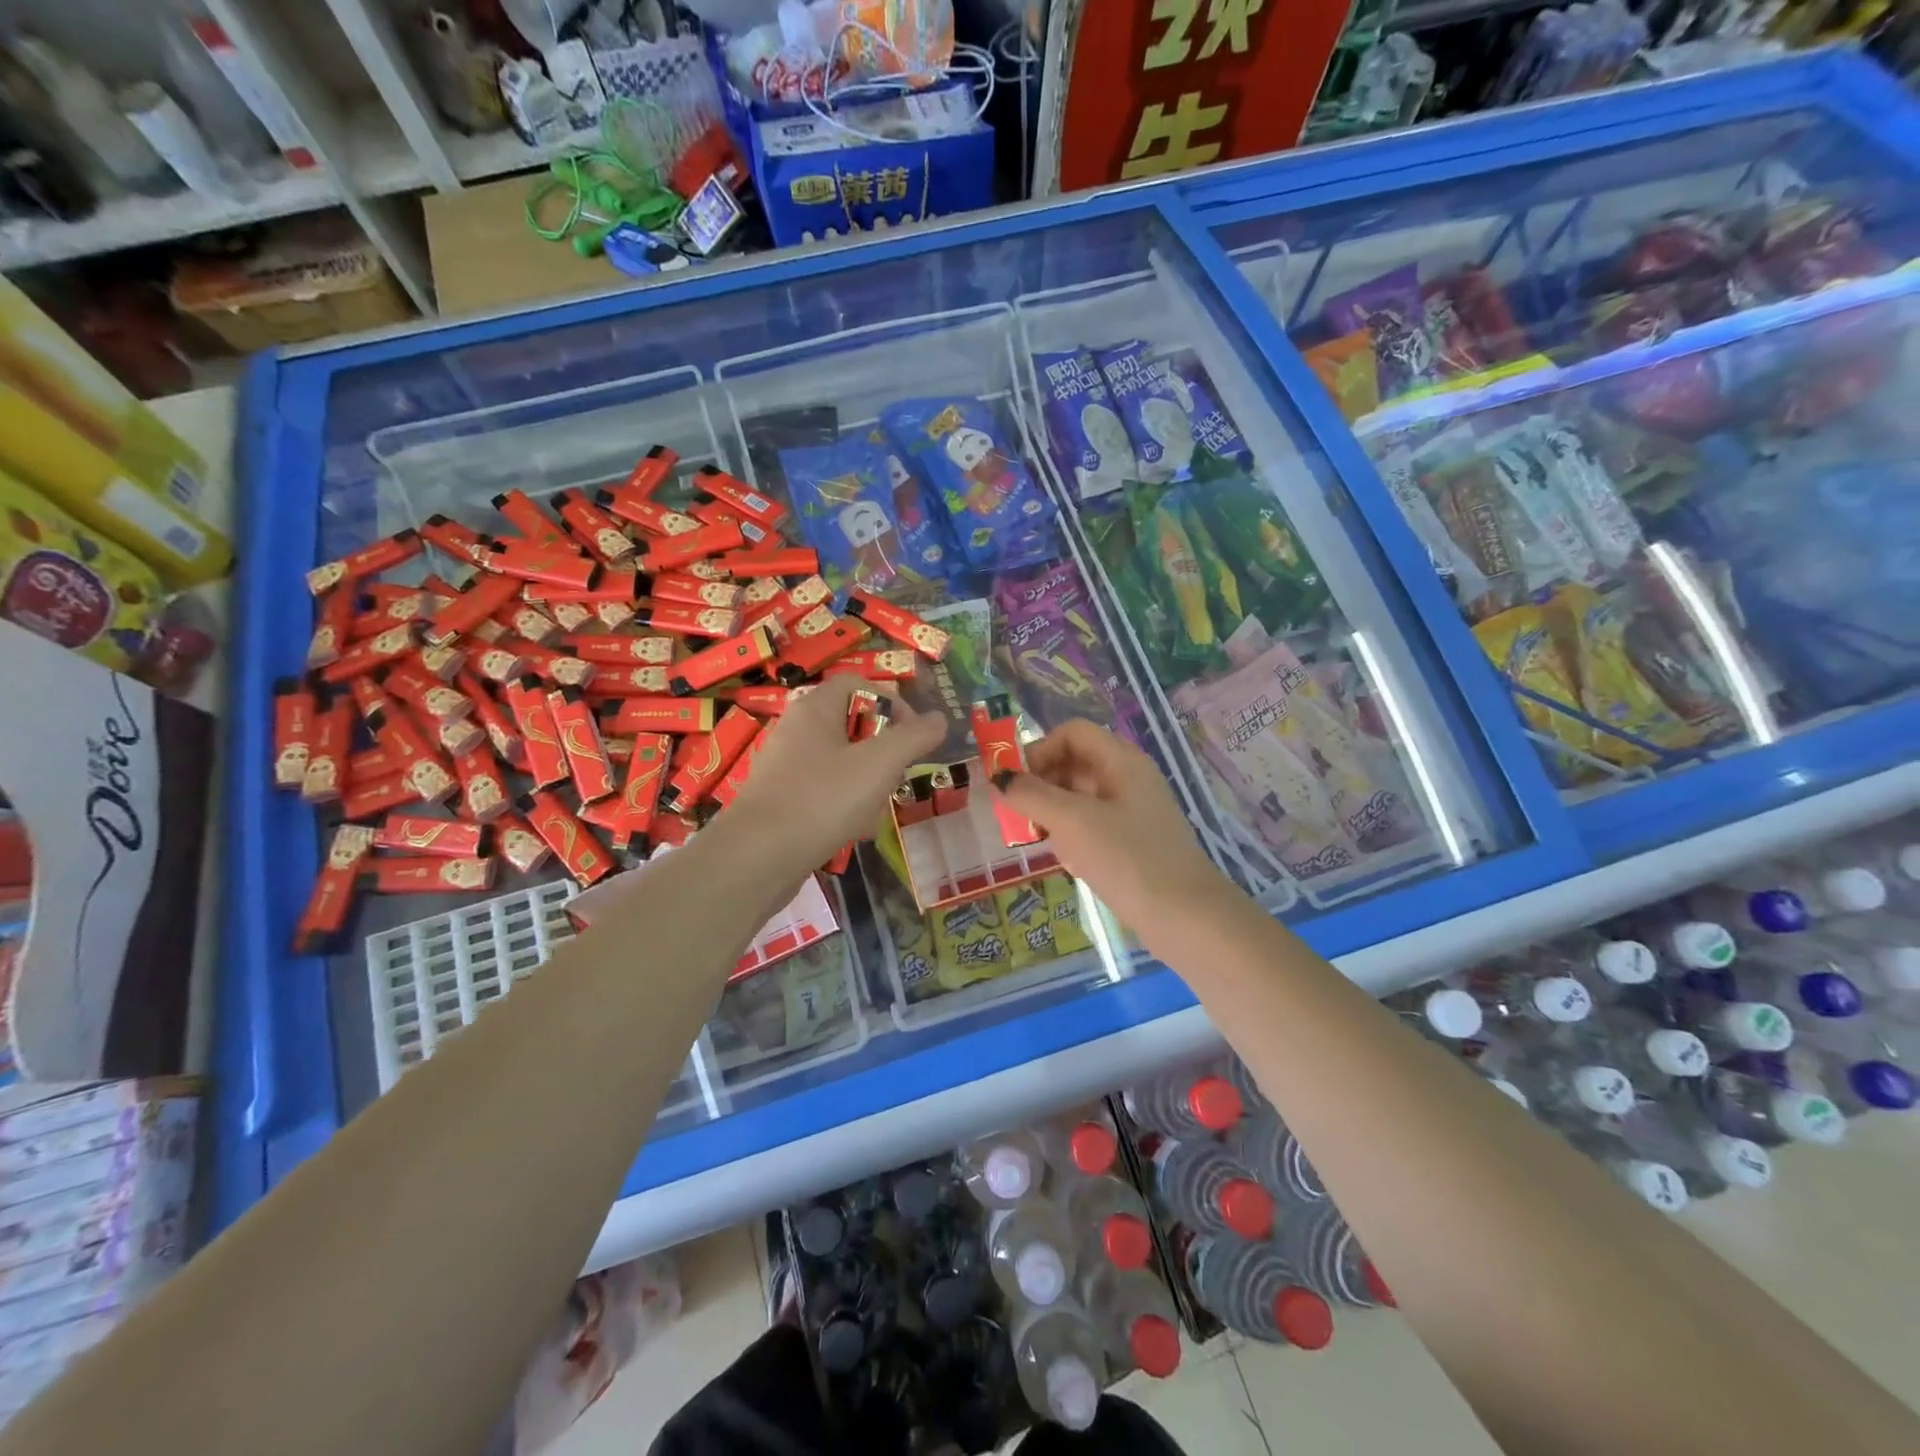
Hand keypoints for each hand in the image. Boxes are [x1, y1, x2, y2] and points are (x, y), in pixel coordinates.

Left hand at [720, 676, 946, 876]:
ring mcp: (786, 767)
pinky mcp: (782, 801)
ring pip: (841, 763)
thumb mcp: (880, 764)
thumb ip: (914, 737)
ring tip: (879, 807)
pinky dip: (846, 805)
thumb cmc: (822, 799)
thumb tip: (939, 719)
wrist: (757, 858)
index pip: (858, 684)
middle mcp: (796, 730)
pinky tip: (857, 831)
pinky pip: (824, 792)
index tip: (912, 735)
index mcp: (814, 708)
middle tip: (898, 774)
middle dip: (883, 750)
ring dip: (868, 782)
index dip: (891, 702)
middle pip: (852, 725)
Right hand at [994, 718, 1228, 933]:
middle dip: (1041, 782)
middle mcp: (1129, 779)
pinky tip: (1064, 859)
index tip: (1016, 783)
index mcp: (1122, 761)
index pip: (1072, 733)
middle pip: (1075, 762)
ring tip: (1036, 838)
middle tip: (1017, 813)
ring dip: (1052, 811)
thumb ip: (1031, 795)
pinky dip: (1071, 834)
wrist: (1185, 918)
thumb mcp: (1072, 822)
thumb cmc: (1128, 859)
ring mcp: (1133, 812)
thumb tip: (999, 779)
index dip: (1039, 750)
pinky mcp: (1132, 843)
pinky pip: (1092, 825)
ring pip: (1080, 797)